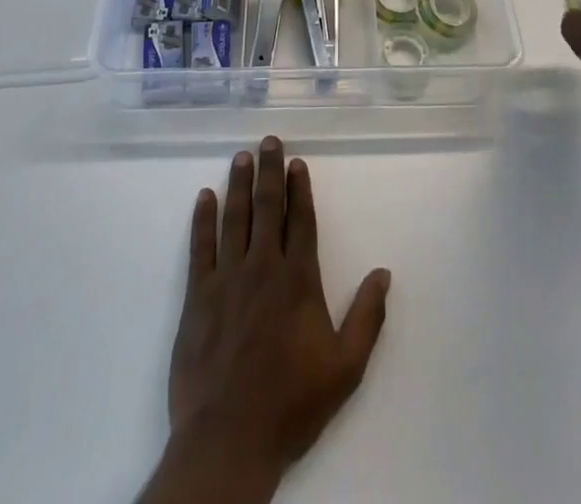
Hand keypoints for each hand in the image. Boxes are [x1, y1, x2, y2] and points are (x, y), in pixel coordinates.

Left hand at [158, 137, 389, 498]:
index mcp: (298, 280)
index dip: (300, 188)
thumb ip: (367, 318)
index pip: (301, 220)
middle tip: (268, 140)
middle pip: (267, 207)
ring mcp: (227, 278)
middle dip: (269, 171)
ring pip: (234, 218)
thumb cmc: (291, 404)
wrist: (229, 440)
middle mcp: (263, 267)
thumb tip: (384, 273)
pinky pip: (200, 247)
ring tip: (241, 156)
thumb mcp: (345, 368)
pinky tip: (204, 197)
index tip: (297, 161)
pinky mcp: (197, 296)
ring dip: (238, 184)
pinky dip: (202, 220)